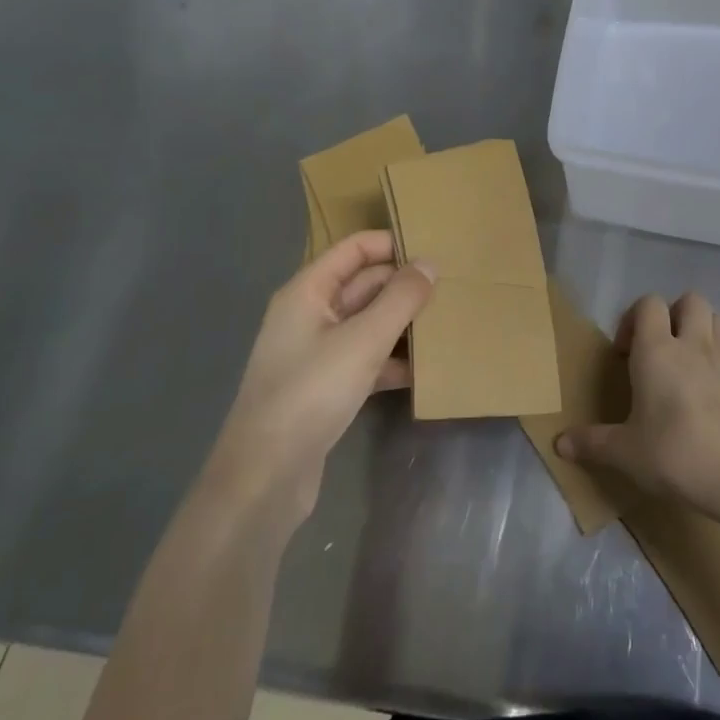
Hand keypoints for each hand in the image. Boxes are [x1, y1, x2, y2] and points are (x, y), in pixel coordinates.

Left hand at [209, 231, 433, 521]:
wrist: (265, 476)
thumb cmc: (311, 393)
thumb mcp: (363, 340)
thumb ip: (400, 299)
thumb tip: (429, 264)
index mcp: (308, 292)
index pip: (355, 249)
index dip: (392, 243)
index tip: (436, 249)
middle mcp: (309, 315)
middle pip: (364, 285)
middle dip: (404, 285)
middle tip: (453, 288)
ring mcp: (317, 353)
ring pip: (368, 323)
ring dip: (403, 323)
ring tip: (448, 323)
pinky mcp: (326, 387)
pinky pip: (366, 358)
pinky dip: (392, 360)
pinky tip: (425, 370)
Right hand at [555, 292, 719, 517]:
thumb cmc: (676, 455)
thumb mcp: (626, 453)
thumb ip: (592, 443)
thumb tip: (560, 444)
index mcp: (658, 351)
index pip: (648, 304)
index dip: (634, 319)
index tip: (625, 354)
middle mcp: (694, 345)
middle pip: (690, 300)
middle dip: (673, 315)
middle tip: (660, 349)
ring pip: (718, 318)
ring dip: (702, 329)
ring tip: (688, 362)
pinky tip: (712, 392)